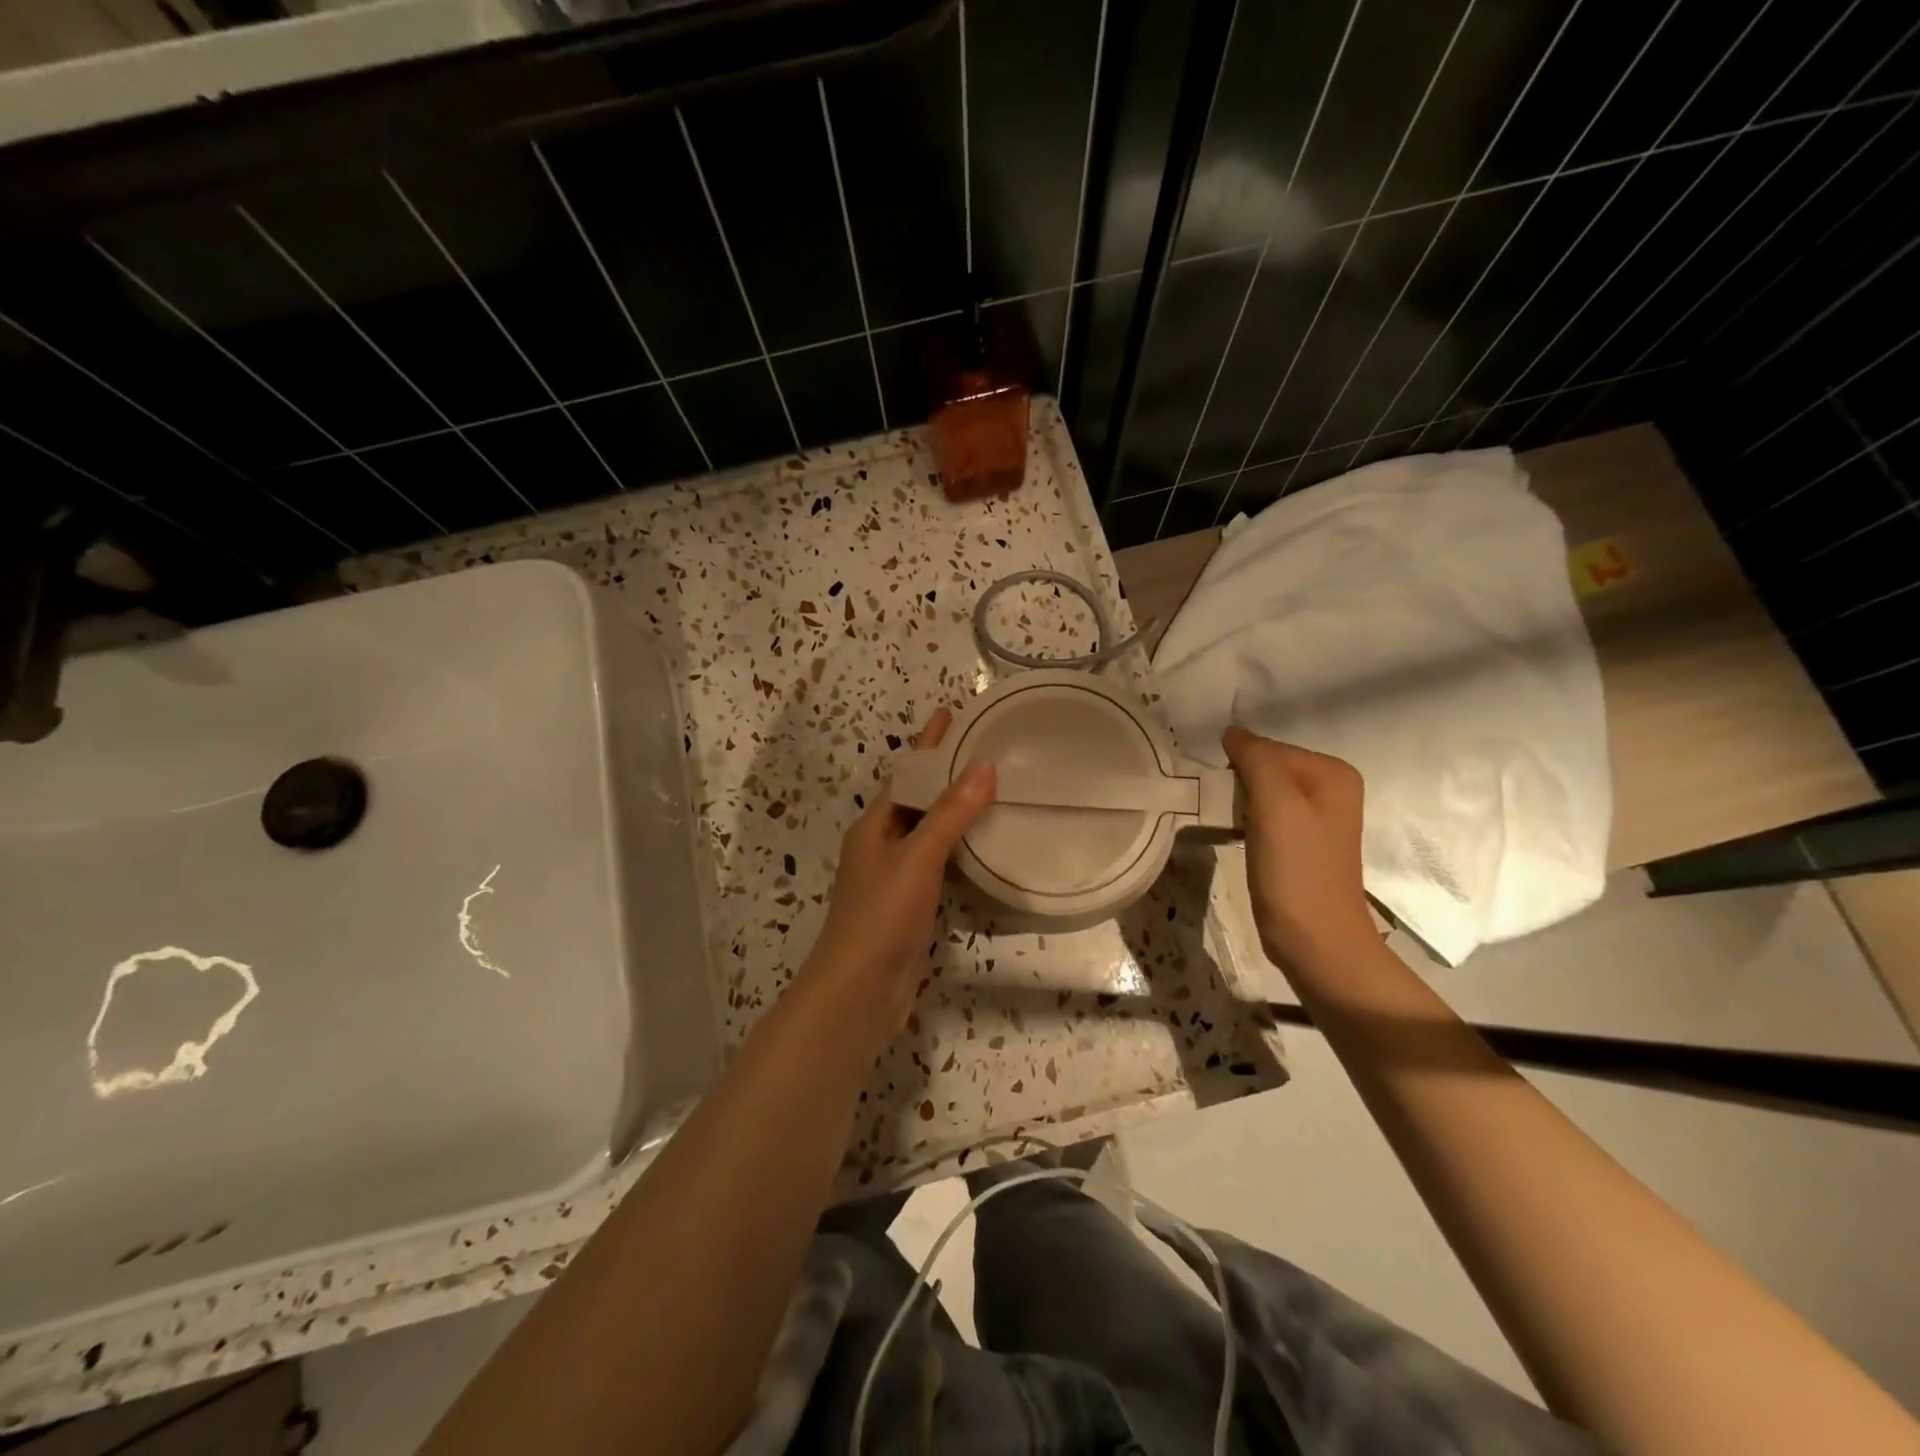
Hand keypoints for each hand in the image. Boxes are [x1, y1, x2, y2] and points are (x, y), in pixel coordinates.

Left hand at [799, 708, 995, 1044]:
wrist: (860, 991)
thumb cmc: (881, 915)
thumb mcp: (917, 857)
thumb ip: (951, 814)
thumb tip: (984, 765)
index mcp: (874, 827)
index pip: (906, 774)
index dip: (928, 745)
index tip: (951, 714)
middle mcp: (882, 846)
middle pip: (918, 800)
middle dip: (946, 774)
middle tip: (985, 750)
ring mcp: (896, 878)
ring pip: (929, 833)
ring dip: (956, 811)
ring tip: (993, 790)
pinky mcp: (912, 906)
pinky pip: (940, 864)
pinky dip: (960, 849)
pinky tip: (985, 846)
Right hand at [1222, 727, 1375, 971]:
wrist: (1315, 941)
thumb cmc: (1296, 871)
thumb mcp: (1275, 805)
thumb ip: (1256, 759)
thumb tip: (1232, 731)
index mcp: (1333, 772)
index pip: (1267, 748)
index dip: (1239, 769)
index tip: (1225, 798)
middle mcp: (1331, 788)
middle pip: (1266, 768)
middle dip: (1239, 786)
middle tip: (1227, 814)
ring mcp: (1317, 817)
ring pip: (1262, 792)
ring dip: (1239, 805)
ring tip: (1229, 827)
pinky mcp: (1301, 843)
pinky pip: (1265, 816)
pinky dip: (1246, 822)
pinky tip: (1238, 840)